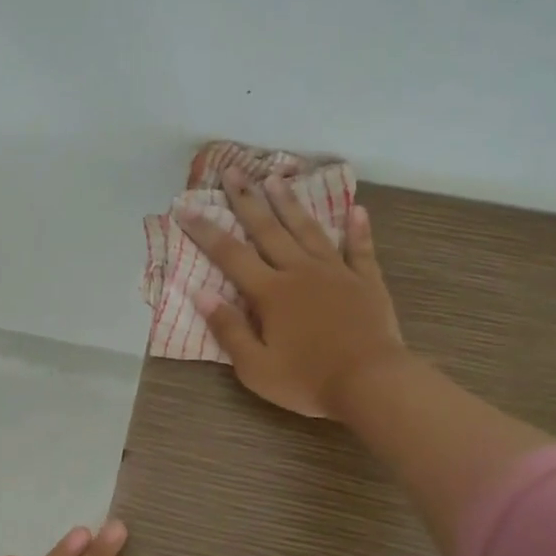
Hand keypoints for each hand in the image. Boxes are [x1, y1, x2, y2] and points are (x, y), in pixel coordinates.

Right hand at [181, 169, 408, 419]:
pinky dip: (357, 229)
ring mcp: (336, 273)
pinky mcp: (366, 282)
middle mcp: (300, 272)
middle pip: (268, 230)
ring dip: (290, 204)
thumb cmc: (308, 380)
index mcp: (270, 293)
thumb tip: (201, 293)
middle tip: (233, 171)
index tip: (184, 205)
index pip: (230, 255)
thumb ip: (229, 329)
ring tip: (276, 178)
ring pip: (308, 230)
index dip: (205, 230)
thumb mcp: (256, 367)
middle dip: (247, 200)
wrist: (371, 383)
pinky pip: (360, 250)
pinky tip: (357, 210)